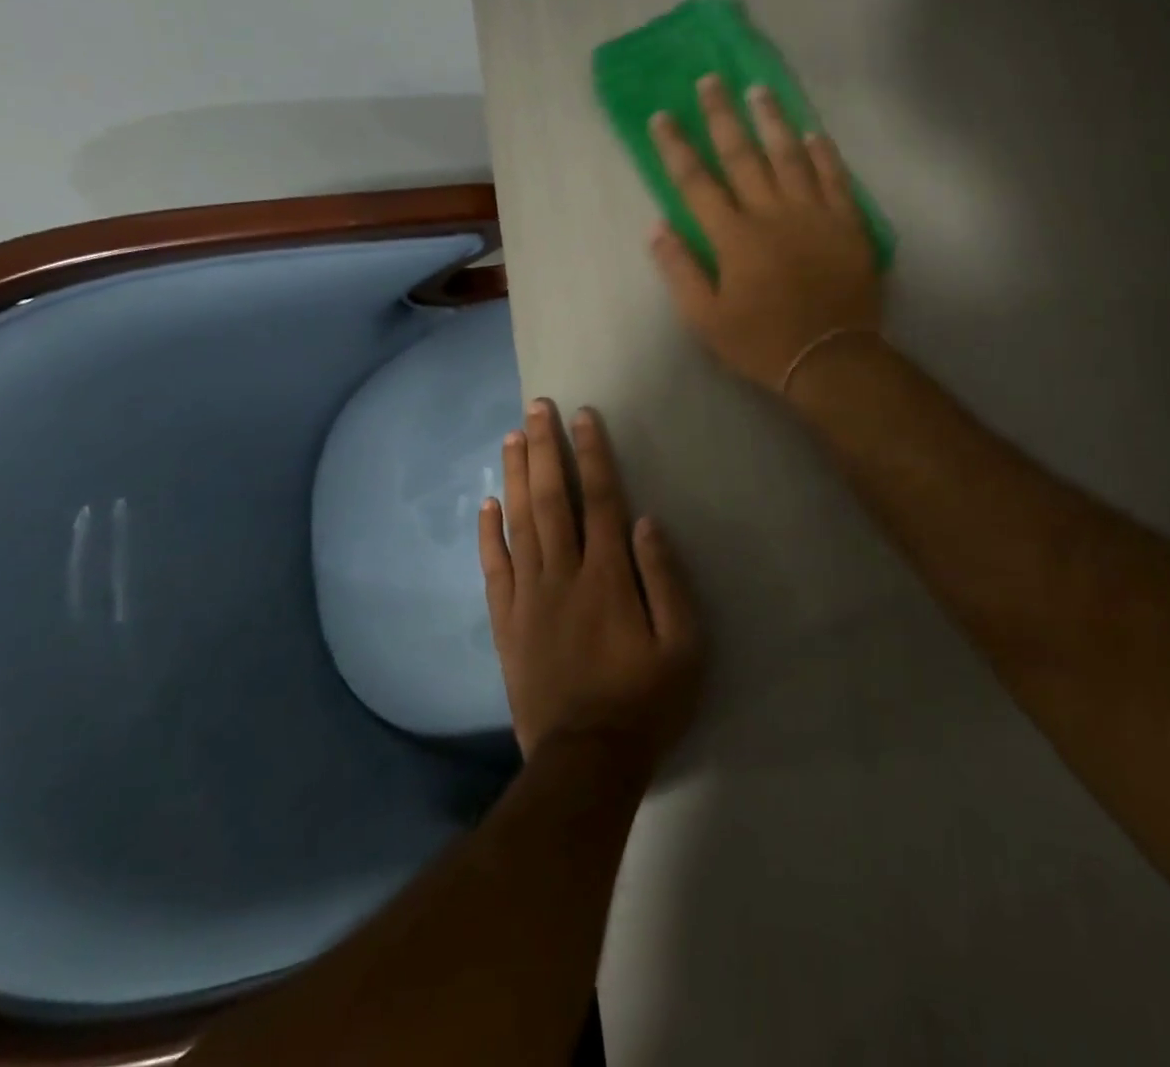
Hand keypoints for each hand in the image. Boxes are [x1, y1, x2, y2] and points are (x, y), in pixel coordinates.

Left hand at [479, 400, 703, 768]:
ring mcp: (529, 598)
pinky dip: (488, 534)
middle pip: (550, 499)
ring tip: (511, 437)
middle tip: (536, 408)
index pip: (598, 499)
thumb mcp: (683, 644)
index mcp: (607, 576)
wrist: (586, 761)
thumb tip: (645, 521)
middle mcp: (563, 575)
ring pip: (519, 524)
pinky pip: (494, 569)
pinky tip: (486, 504)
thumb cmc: (646, 700)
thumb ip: (666, 579)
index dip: (591, 454)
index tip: (583, 416)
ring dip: (515, 477)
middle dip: (544, 449)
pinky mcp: (507, 624)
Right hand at [648, 75, 882, 392]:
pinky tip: (814, 133)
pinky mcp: (847, 224)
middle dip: (722, 116)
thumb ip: (680, 271)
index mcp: (734, 237)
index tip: (662, 115)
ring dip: (772, 120)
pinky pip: (835, 178)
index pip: (697, 182)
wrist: (830, 358)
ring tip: (759, 90)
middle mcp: (771, 213)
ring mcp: (813, 214)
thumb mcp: (706, 320)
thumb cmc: (762, 342)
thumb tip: (656, 227)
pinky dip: (824, 154)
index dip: (676, 147)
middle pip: (743, 155)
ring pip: (789, 156)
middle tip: (711, 80)